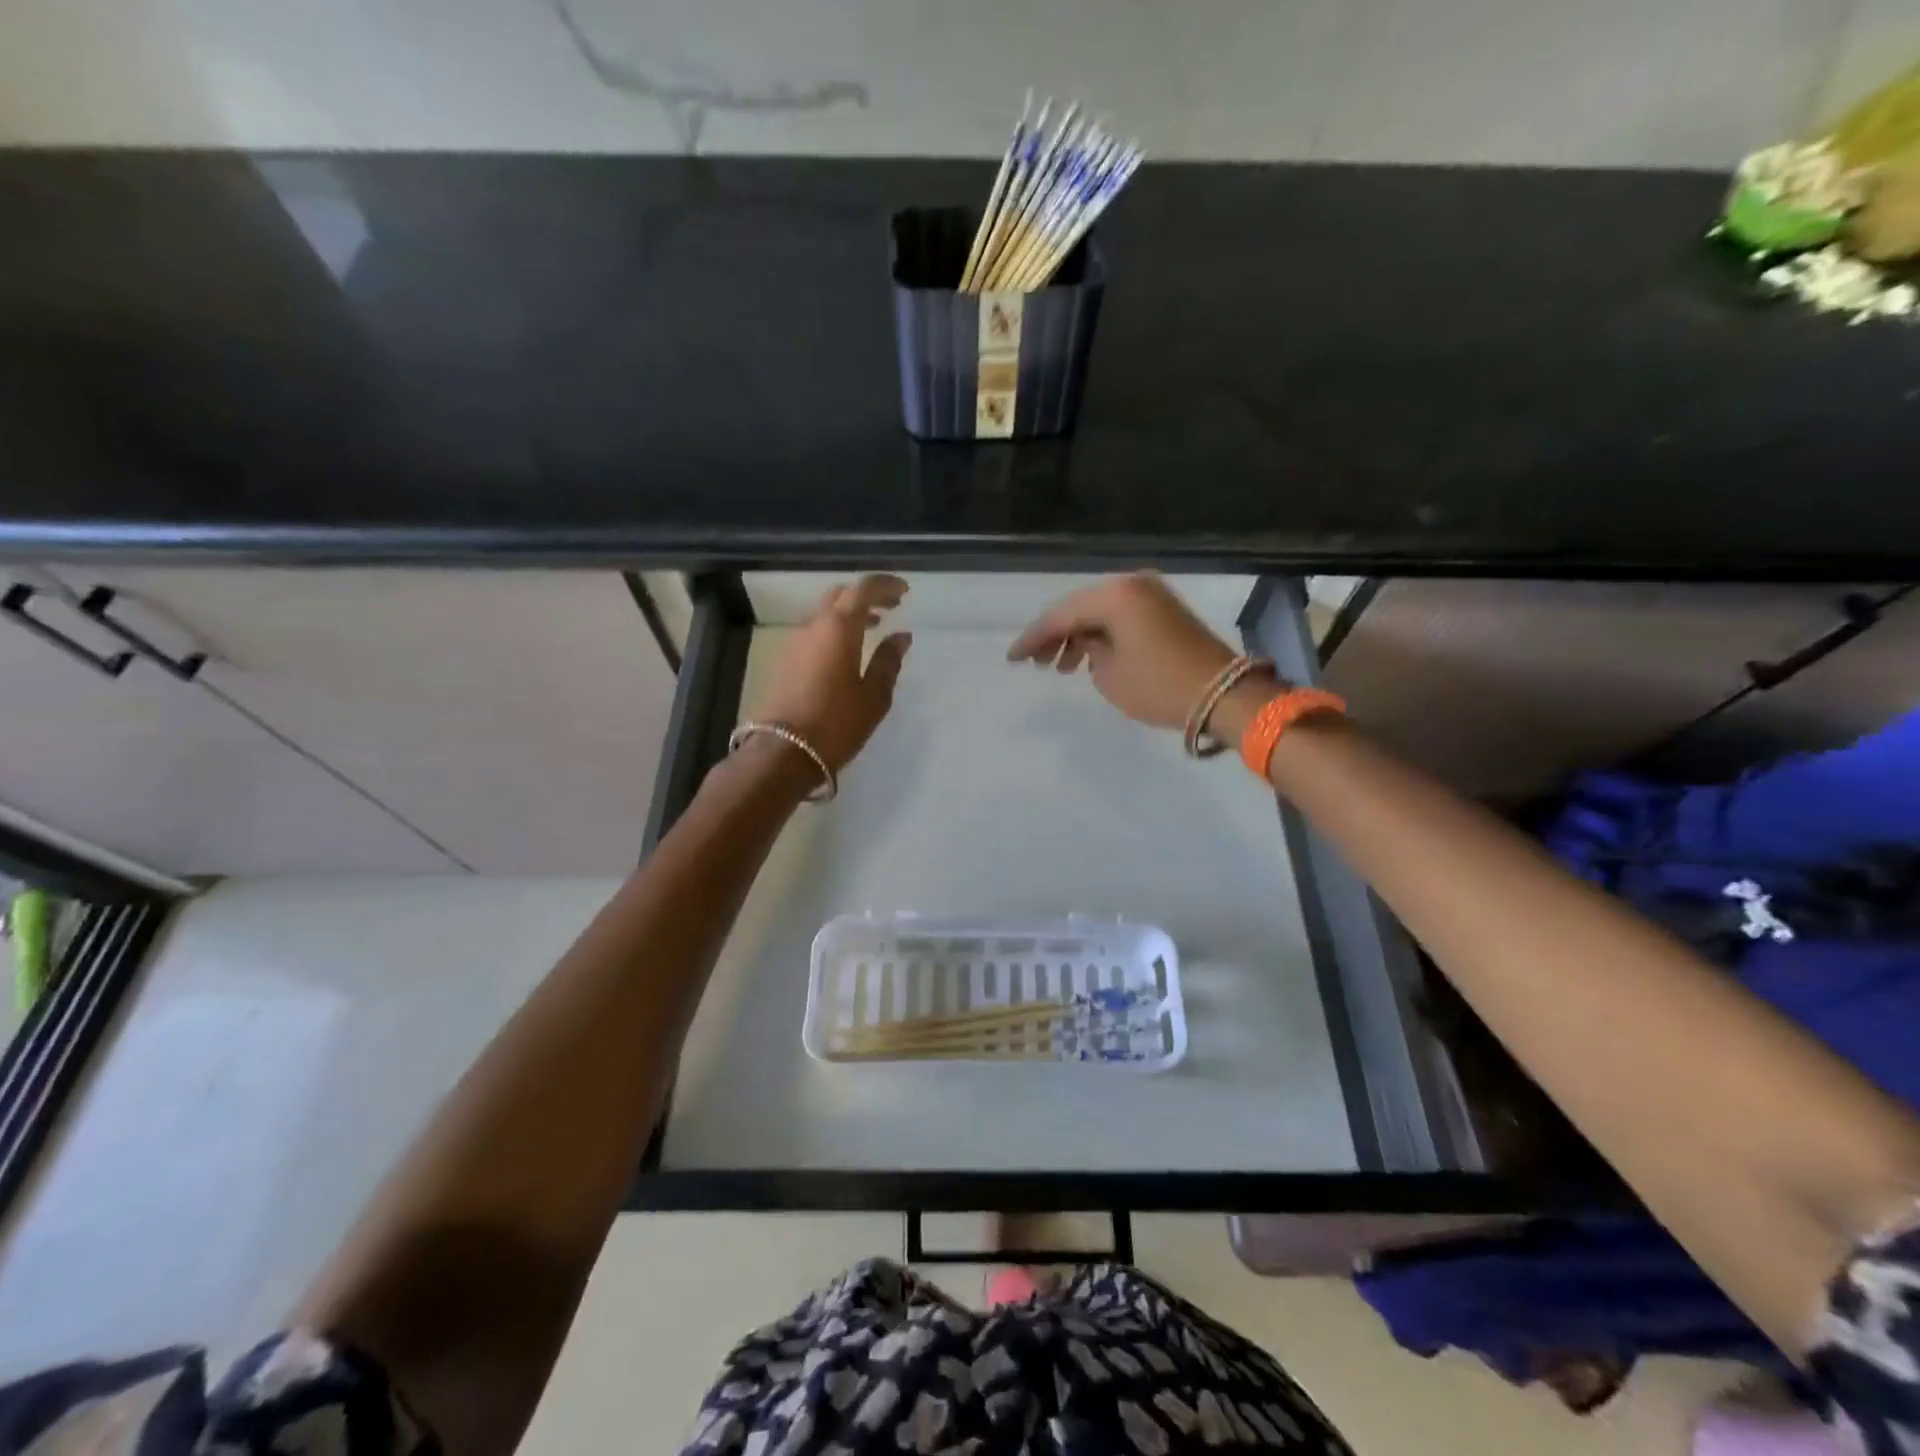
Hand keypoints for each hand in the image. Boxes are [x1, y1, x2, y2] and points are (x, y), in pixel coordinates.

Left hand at [748, 574, 911, 772]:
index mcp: (838, 627)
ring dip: (848, 613)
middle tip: (890, 607)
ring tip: (872, 628)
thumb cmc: (836, 724)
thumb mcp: (873, 696)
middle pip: (840, 595)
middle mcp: (813, 626)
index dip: (885, 585)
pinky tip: (847, 652)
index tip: (904, 591)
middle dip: (866, 596)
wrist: (781, 753)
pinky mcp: (784, 661)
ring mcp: (794, 643)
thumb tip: (900, 636)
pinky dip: (834, 630)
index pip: (863, 588)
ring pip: (824, 613)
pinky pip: (813, 632)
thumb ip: (887, 662)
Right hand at [1006, 573, 1240, 730]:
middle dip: (1054, 635)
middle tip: (1034, 662)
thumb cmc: (1159, 686)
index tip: (1012, 658)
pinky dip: (1102, 635)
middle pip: (1079, 607)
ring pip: (1099, 611)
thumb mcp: (1109, 674)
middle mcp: (1131, 585)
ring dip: (1077, 636)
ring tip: (1060, 667)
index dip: (1034, 638)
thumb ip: (1087, 652)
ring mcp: (1151, 594)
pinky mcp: (1164, 609)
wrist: (1223, 693)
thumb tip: (1087, 643)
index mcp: (1115, 596)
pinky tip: (1089, 658)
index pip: (1061, 615)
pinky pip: (1120, 617)